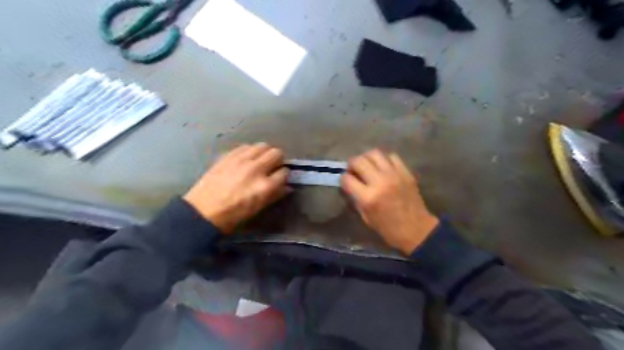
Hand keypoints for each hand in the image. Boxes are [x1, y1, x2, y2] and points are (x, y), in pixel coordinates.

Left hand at [183, 142, 290, 235]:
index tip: (280, 177)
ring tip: (260, 160)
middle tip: (272, 166)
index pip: (284, 172)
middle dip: (278, 160)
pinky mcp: (228, 156)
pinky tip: (246, 159)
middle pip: (276, 153)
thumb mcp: (258, 209)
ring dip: (265, 153)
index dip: (284, 175)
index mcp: (265, 186)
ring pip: (262, 146)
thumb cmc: (233, 215)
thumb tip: (287, 186)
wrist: (202, 211)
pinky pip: (246, 146)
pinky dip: (250, 151)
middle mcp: (256, 169)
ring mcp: (241, 160)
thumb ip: (275, 195)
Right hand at [341, 149, 437, 255]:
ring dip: (366, 158)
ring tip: (367, 165)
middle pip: (358, 161)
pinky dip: (384, 160)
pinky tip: (383, 168)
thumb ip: (356, 198)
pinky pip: (391, 156)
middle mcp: (380, 182)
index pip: (347, 178)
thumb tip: (349, 184)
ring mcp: (394, 175)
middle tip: (353, 170)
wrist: (416, 230)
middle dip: (351, 164)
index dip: (343, 179)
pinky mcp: (406, 172)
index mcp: (368, 198)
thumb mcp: (365, 217)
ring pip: (374, 153)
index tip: (346, 182)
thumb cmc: (388, 228)